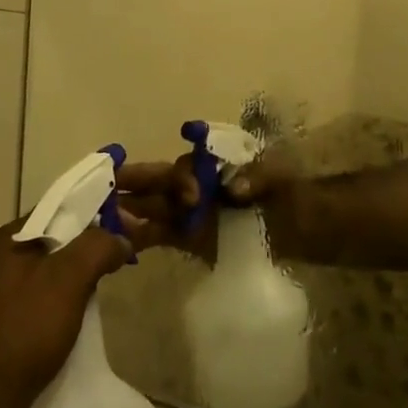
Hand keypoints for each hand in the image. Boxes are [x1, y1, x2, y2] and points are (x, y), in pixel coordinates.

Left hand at [0, 217, 132, 407]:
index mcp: (10, 238)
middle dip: (88, 245)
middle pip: (55, 238)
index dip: (95, 211)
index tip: (125, 224)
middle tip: (119, 257)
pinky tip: (79, 315)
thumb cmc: (24, 328)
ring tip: (104, 285)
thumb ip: (98, 248)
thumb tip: (120, 239)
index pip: (60, 207)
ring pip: (48, 270)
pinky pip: (39, 298)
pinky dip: (61, 300)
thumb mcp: (68, 279)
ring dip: (76, 275)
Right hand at [112, 155, 303, 262]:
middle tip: (109, 192)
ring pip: (153, 207)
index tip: (192, 196)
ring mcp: (191, 213)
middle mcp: (196, 185)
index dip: (180, 176)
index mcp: (213, 165)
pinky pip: (159, 233)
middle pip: (159, 182)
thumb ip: (258, 178)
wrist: (304, 226)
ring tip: (103, 219)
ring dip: (131, 211)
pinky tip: (119, 243)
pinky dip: (139, 235)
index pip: (186, 166)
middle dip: (134, 184)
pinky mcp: (189, 239)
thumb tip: (233, 190)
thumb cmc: (291, 192)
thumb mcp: (280, 178)